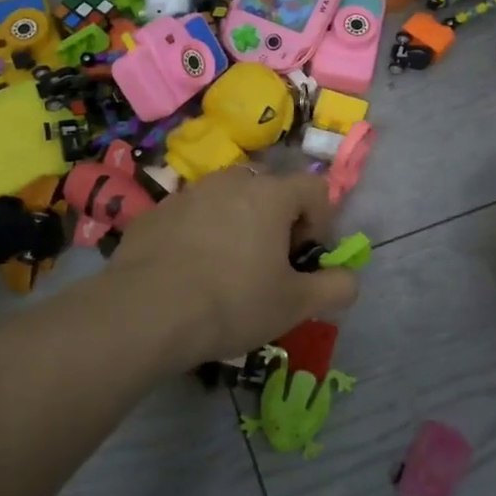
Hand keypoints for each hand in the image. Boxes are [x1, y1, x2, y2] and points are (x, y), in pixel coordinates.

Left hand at [108, 167, 359, 365]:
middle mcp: (230, 182)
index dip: (321, 221)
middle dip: (278, 221)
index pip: (314, 188)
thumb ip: (336, 288)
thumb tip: (350, 280)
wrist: (145, 313)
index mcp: (270, 195)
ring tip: (227, 269)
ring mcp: (187, 193)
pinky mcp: (154, 213)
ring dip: (238, 225)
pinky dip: (201, 235)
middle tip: (270, 264)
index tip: (306, 257)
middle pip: (269, 190)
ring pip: (227, 200)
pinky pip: (191, 216)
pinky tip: (190, 273)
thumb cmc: (232, 303)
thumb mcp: (296, 305)